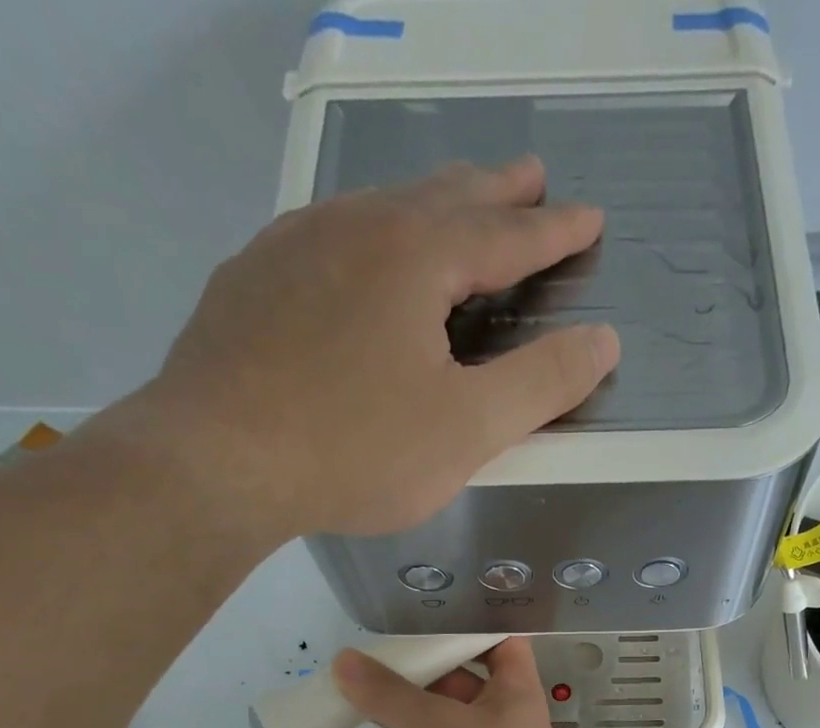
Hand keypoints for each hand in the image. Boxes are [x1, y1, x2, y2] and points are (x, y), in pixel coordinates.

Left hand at [121, 156, 617, 542]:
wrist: (216, 461)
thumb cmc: (356, 449)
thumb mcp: (469, 428)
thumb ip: (542, 383)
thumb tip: (603, 340)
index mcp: (415, 257)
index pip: (505, 234)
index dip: (554, 230)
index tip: (589, 216)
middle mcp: (354, 229)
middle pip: (441, 197)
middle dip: (494, 190)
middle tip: (529, 175)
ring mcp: (292, 247)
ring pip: (377, 209)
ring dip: (427, 204)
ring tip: (451, 206)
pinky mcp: (250, 281)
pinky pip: (326, 238)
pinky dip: (364, 236)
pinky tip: (356, 255)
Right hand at [318, 638, 579, 727]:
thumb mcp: (438, 724)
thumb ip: (389, 694)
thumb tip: (344, 662)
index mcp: (509, 692)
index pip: (499, 644)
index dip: (472, 625)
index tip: (428, 611)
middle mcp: (489, 720)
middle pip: (446, 683)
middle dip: (406, 670)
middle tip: (359, 651)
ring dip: (377, 714)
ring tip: (331, 692)